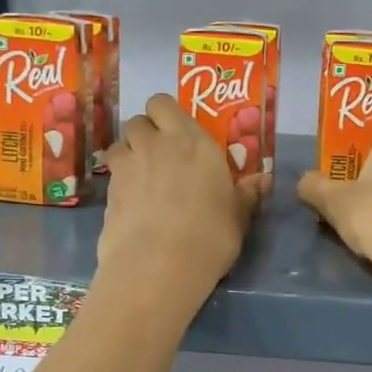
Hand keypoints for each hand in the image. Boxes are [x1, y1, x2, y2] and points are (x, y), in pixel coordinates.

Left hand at [98, 94, 265, 288]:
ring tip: (142, 178)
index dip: (166, 115)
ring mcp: (127, 167)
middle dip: (146, 133)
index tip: (178, 134)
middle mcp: (155, 144)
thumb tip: (263, 180)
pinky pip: (112, 175)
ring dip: (129, 155)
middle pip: (138, 121)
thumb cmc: (210, 236)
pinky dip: (120, 183)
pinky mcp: (108, 192)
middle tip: (161, 156)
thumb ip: (247, 194)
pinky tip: (132, 205)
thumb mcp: (238, 217)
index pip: (163, 103)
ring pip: (119, 144)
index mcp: (192, 141)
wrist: (159, 267)